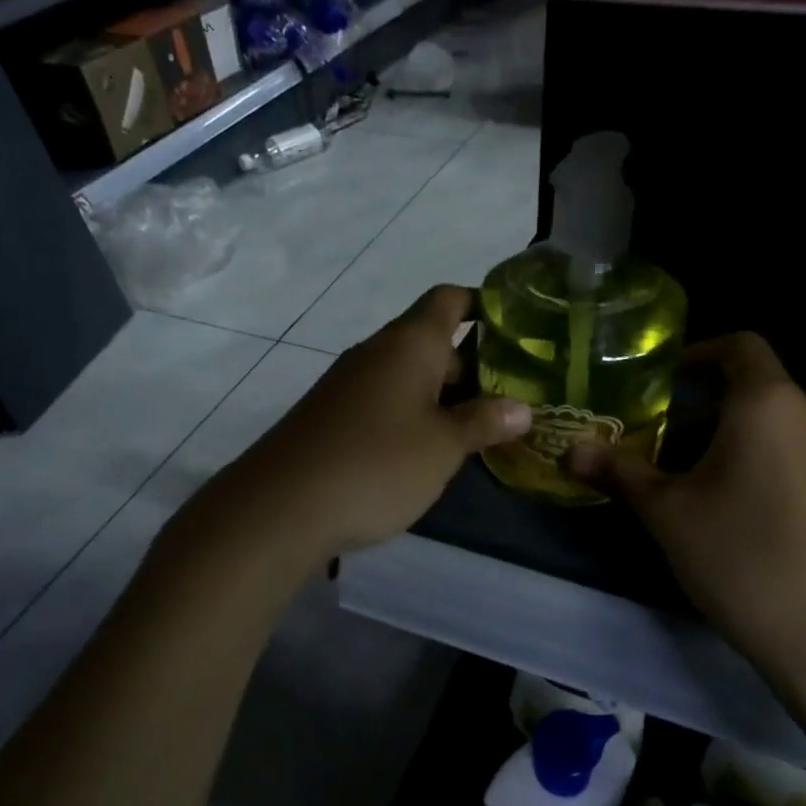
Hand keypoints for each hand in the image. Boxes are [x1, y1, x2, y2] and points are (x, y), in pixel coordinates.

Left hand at [226, 285, 530, 557]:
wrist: (282, 506)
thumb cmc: (378, 463)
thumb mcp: (443, 446)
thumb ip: (484, 423)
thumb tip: (522, 409)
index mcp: (410, 343)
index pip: (450, 299)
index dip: (484, 305)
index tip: (517, 331)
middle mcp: (378, 351)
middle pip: (433, 341)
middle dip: (473, 366)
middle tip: (511, 399)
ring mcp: (350, 383)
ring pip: (409, 375)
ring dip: (444, 396)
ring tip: (479, 429)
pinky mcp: (332, 414)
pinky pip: (385, 400)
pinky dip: (413, 415)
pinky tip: (428, 451)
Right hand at [567, 333, 805, 708]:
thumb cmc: (743, 560)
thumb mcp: (668, 515)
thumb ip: (620, 473)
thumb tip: (571, 451)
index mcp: (771, 405)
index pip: (740, 347)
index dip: (701, 353)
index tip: (669, 380)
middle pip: (760, 393)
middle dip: (713, 413)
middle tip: (672, 450)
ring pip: (787, 430)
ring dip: (746, 443)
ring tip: (709, 488)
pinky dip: (779, 469)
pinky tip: (757, 519)